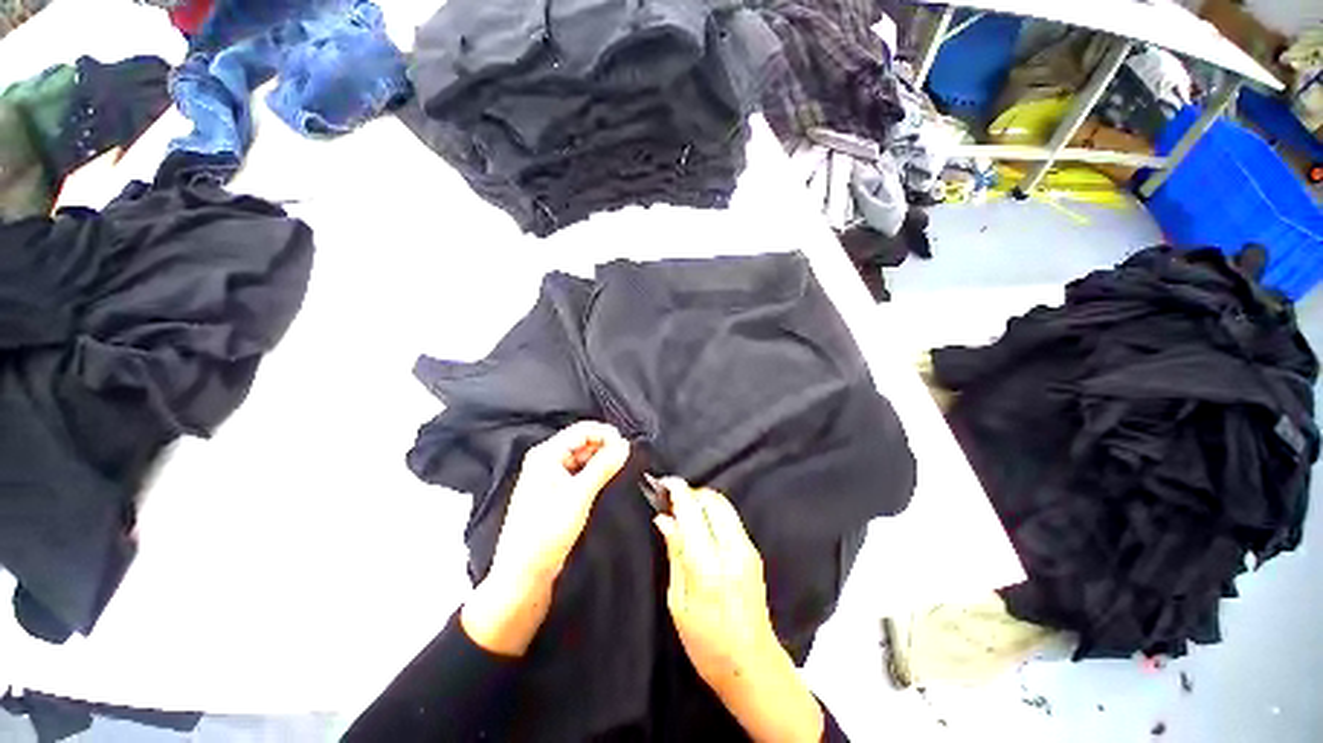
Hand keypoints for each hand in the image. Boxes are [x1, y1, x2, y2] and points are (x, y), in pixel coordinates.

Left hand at [463, 421, 628, 655]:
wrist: (524, 572)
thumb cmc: (548, 530)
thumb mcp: (580, 495)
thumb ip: (603, 466)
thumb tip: (625, 444)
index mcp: (546, 453)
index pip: (582, 430)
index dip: (606, 434)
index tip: (628, 447)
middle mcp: (546, 459)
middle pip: (582, 441)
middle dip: (605, 446)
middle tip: (627, 459)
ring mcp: (550, 475)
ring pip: (582, 457)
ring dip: (601, 459)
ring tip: (620, 469)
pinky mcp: (554, 491)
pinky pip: (579, 472)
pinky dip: (594, 472)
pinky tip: (607, 479)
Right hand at [654, 481, 823, 742]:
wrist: (753, 665)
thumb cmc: (707, 643)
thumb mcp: (678, 602)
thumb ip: (675, 553)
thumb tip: (664, 519)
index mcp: (708, 565)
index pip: (692, 511)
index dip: (677, 490)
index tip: (663, 482)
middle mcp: (732, 549)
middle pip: (712, 499)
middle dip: (691, 493)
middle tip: (672, 501)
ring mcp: (747, 548)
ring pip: (724, 504)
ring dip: (702, 500)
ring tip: (684, 513)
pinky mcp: (754, 551)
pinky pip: (731, 518)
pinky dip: (713, 512)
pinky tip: (701, 526)